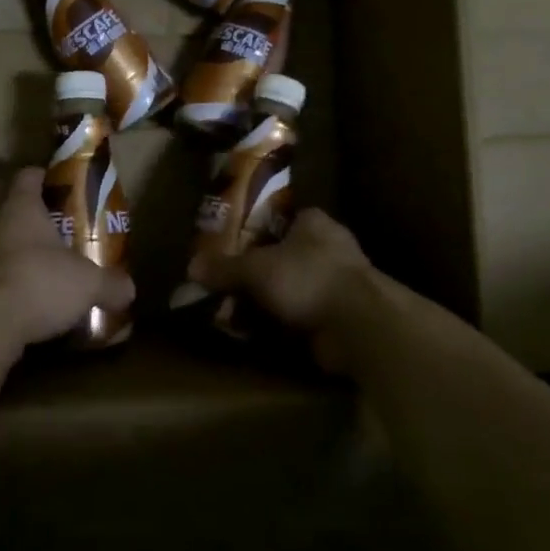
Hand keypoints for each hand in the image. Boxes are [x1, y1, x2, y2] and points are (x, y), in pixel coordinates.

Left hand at [0, 167, 135, 355]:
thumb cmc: (39, 282)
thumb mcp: (88, 283)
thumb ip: (110, 283)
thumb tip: (129, 290)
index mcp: (20, 206)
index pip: (28, 176)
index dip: (45, 178)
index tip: (62, 189)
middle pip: (12, 210)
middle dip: (35, 222)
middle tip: (61, 236)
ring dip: (18, 255)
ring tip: (44, 271)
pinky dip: (5, 284)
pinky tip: (25, 302)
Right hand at [186, 210, 377, 372]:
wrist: (358, 324)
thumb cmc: (307, 278)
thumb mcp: (256, 269)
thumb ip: (225, 268)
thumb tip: (191, 267)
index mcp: (313, 222)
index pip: (282, 218)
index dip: (257, 230)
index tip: (234, 245)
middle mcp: (330, 247)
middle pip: (287, 254)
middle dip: (262, 270)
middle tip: (230, 282)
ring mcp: (340, 282)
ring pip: (297, 286)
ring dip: (275, 300)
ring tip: (240, 310)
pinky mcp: (343, 314)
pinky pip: (306, 314)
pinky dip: (287, 323)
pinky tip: (263, 332)